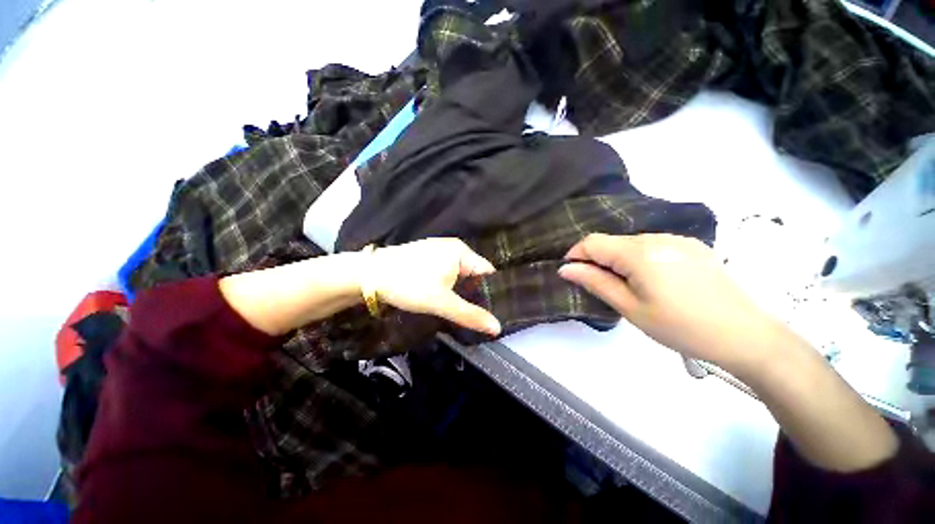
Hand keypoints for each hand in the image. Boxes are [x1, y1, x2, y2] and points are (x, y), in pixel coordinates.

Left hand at [369, 238, 501, 335]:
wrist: (369, 275)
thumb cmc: (409, 284)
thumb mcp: (441, 302)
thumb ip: (469, 315)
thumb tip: (497, 328)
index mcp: (461, 252)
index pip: (487, 273)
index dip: (491, 292)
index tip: (493, 312)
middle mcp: (454, 248)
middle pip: (473, 274)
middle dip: (475, 294)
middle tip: (477, 316)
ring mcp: (439, 251)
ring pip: (459, 274)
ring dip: (461, 291)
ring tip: (463, 310)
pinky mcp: (428, 257)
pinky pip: (446, 272)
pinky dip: (449, 285)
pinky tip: (445, 298)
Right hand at [558, 233, 780, 373]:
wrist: (745, 335)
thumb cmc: (680, 327)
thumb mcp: (630, 308)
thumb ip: (596, 282)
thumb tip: (566, 269)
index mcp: (639, 252)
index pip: (592, 242)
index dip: (576, 255)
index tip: (572, 274)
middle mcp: (657, 237)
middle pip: (612, 242)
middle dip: (598, 260)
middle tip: (602, 287)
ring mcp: (678, 239)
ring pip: (632, 244)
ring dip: (619, 260)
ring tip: (630, 288)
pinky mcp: (693, 246)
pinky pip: (654, 246)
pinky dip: (641, 259)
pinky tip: (655, 281)